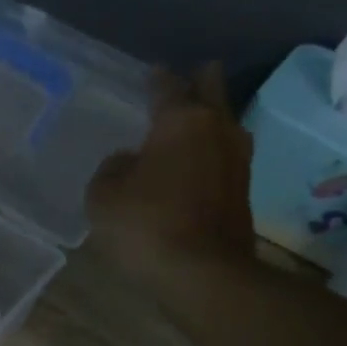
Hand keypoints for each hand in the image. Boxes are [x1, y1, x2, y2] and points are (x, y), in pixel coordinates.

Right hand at [88, 63, 255, 290]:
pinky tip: (195, 160)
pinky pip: (224, 156)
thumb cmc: (146, 224)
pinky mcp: (243, 191)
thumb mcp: (103, 195)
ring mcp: (237, 161)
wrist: (203, 274)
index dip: (157, 79)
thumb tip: (128, 161)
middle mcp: (217, 130)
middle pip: (213, 92)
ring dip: (210, 119)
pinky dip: (210, 152)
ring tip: (192, 120)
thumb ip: (112, 169)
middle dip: (202, 82)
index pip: (168, 87)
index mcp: (181, 121)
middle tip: (192, 76)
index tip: (151, 72)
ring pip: (225, 124)